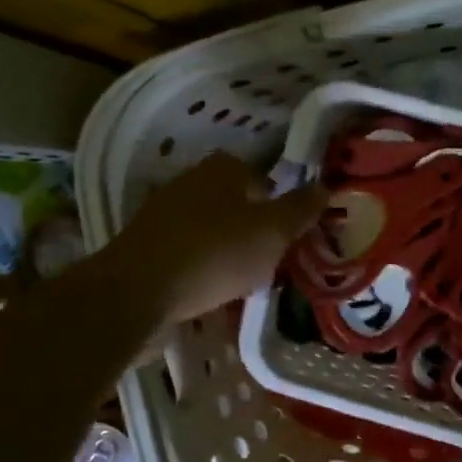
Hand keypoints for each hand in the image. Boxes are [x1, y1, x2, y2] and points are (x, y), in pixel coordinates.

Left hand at [111, 153, 326, 323]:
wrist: (137, 292)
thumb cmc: (215, 253)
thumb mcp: (272, 231)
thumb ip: (300, 209)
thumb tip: (325, 187)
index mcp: (222, 169)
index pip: (261, 176)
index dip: (278, 202)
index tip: (288, 232)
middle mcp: (190, 181)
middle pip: (235, 202)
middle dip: (253, 227)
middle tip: (271, 257)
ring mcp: (162, 214)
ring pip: (211, 228)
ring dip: (227, 248)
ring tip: (245, 279)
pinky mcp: (145, 246)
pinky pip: (188, 252)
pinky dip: (202, 266)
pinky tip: (212, 289)